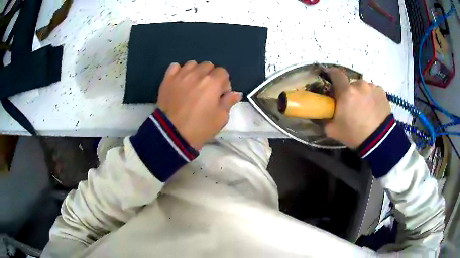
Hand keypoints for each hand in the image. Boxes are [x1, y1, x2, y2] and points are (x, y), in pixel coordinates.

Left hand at [157, 61, 241, 149]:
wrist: (172, 134)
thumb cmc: (200, 127)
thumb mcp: (221, 118)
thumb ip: (229, 102)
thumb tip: (236, 93)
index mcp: (213, 82)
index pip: (223, 72)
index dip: (223, 83)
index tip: (220, 95)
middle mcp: (197, 73)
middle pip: (208, 65)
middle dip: (210, 76)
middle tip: (207, 91)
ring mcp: (180, 75)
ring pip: (192, 64)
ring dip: (195, 72)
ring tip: (192, 85)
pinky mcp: (167, 79)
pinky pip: (175, 66)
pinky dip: (179, 71)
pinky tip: (180, 81)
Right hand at [324, 68, 390, 148]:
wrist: (379, 141)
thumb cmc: (354, 134)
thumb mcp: (332, 130)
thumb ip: (325, 118)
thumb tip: (322, 112)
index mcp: (346, 91)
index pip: (335, 73)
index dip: (331, 73)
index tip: (330, 78)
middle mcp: (359, 84)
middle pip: (351, 84)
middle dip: (349, 92)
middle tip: (351, 105)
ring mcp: (372, 87)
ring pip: (363, 87)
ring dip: (361, 94)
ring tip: (365, 109)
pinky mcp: (382, 92)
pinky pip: (373, 90)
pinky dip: (371, 97)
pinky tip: (373, 109)